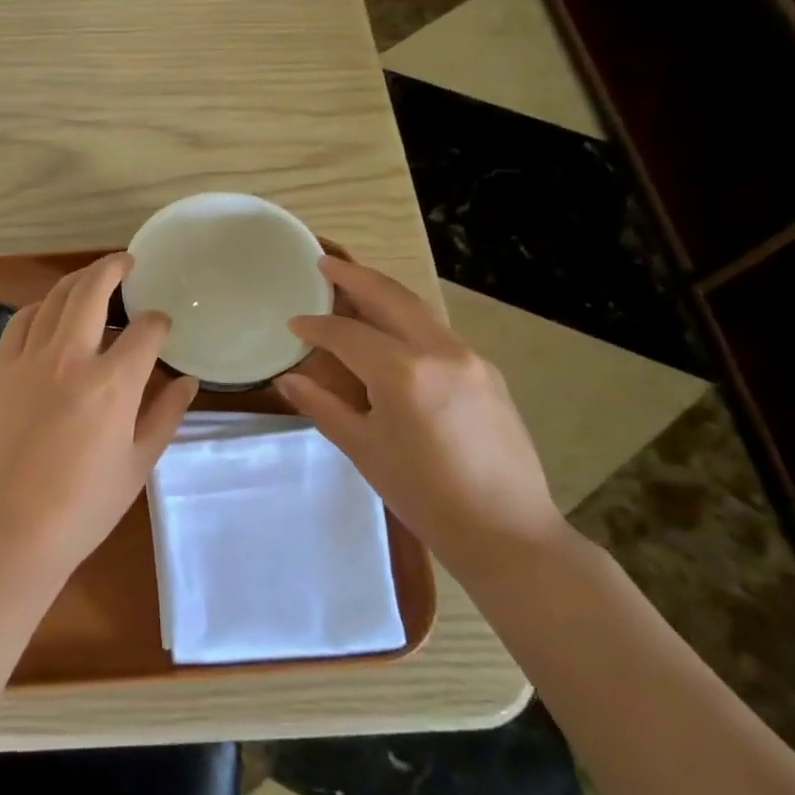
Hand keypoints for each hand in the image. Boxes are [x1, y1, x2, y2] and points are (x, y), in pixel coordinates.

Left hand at [0, 254, 197, 583]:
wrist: (11, 529)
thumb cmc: (84, 505)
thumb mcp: (138, 464)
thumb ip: (166, 415)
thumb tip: (188, 381)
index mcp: (112, 384)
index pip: (144, 331)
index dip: (159, 322)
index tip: (163, 326)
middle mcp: (70, 358)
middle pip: (92, 291)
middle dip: (114, 268)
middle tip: (128, 262)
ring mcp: (30, 360)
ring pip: (54, 298)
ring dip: (77, 281)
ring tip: (92, 279)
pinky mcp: (1, 370)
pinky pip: (20, 321)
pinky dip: (39, 307)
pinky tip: (49, 312)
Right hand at [278, 257, 564, 583]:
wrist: (507, 532)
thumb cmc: (424, 496)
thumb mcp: (364, 449)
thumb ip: (322, 405)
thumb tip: (287, 379)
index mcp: (402, 372)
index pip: (346, 333)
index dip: (315, 326)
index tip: (293, 323)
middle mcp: (438, 351)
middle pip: (389, 297)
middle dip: (354, 276)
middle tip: (324, 262)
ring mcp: (469, 358)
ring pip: (418, 309)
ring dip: (384, 292)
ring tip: (355, 284)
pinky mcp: (486, 372)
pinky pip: (437, 332)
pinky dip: (408, 320)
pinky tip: (393, 331)